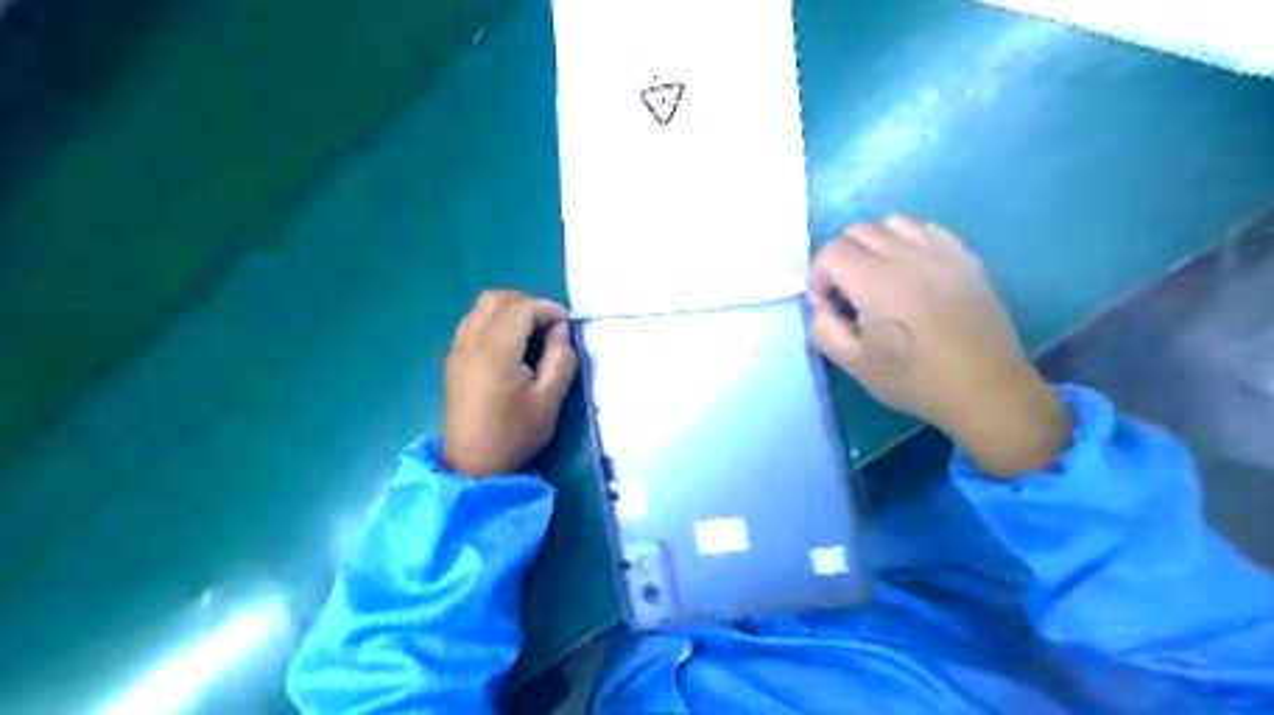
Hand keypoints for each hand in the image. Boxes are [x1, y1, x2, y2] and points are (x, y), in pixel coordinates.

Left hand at [442, 290, 573, 479]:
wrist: (472, 465)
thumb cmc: (514, 434)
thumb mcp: (549, 399)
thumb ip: (561, 358)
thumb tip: (561, 331)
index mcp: (495, 350)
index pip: (522, 308)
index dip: (549, 309)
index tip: (569, 326)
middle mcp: (471, 340)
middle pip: (498, 298)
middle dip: (530, 304)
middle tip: (552, 327)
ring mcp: (458, 348)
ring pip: (483, 307)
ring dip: (512, 309)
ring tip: (535, 333)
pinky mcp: (454, 358)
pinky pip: (474, 321)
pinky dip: (496, 320)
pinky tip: (512, 344)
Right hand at [810, 216, 1066, 476]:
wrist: (986, 390)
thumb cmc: (915, 381)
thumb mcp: (855, 366)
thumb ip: (824, 330)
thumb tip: (823, 305)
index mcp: (878, 285)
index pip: (832, 252)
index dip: (818, 275)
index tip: (827, 304)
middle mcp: (909, 257)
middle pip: (859, 230)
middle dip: (841, 257)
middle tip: (848, 293)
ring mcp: (942, 253)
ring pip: (893, 223)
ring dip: (875, 244)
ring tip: (879, 277)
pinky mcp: (966, 258)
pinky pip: (927, 229)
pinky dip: (908, 242)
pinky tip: (912, 272)